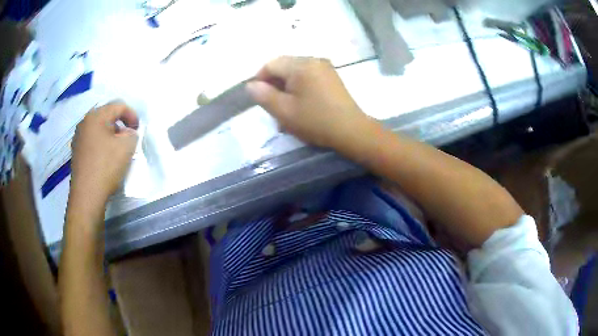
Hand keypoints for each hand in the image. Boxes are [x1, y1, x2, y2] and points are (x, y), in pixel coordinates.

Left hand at [70, 103, 138, 207]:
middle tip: (128, 139)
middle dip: (120, 125)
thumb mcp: (127, 147)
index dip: (132, 114)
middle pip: (107, 116)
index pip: (118, 105)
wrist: (87, 196)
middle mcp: (84, 123)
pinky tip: (105, 159)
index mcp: (96, 116)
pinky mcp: (76, 152)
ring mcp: (78, 138)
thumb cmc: (106, 167)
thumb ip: (132, 133)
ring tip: (117, 150)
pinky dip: (101, 144)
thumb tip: (128, 133)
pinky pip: (92, 141)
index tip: (138, 130)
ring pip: (99, 129)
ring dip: (110, 135)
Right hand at [246, 56, 371, 147]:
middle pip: (284, 66)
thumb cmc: (316, 121)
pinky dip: (299, 88)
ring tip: (286, 109)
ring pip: (295, 73)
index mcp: (300, 65)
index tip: (259, 98)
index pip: (271, 64)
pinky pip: (308, 77)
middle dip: (274, 84)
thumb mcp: (284, 111)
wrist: (352, 131)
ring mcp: (325, 67)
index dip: (260, 79)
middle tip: (272, 106)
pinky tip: (300, 105)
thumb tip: (250, 84)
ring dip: (286, 88)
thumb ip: (263, 95)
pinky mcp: (331, 76)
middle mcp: (313, 60)